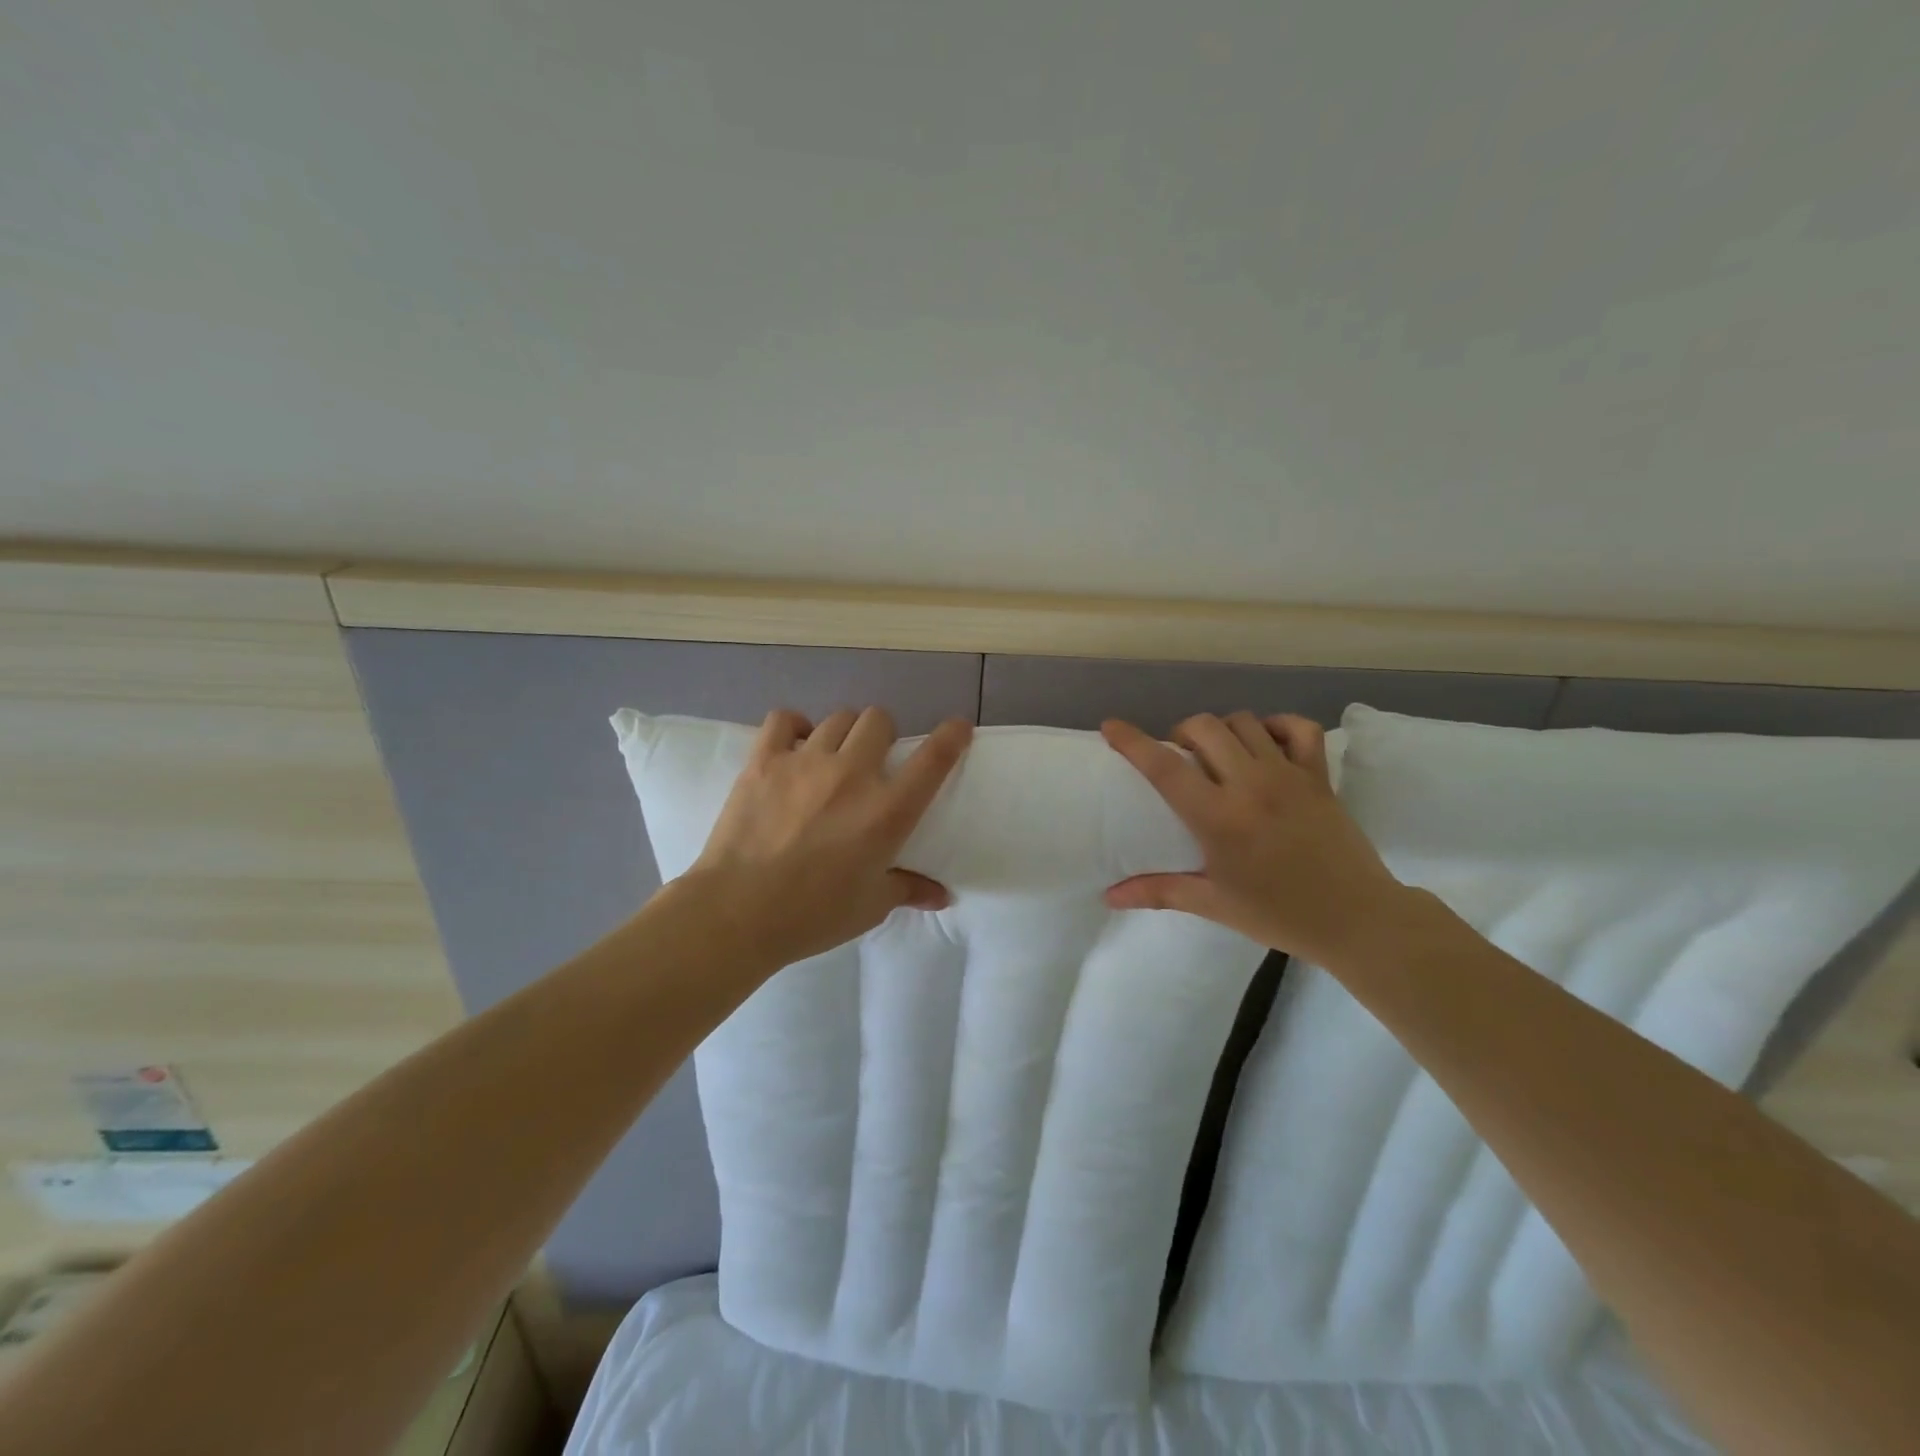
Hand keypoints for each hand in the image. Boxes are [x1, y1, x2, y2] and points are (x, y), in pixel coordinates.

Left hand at [687, 707, 972, 966]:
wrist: (737, 913)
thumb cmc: (813, 915)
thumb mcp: (870, 906)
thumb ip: (908, 889)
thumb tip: (942, 896)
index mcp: (887, 811)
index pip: (933, 759)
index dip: (951, 736)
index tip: (958, 727)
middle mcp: (852, 774)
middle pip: (879, 720)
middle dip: (883, 734)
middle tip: (873, 760)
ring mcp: (805, 762)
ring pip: (839, 717)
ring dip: (845, 732)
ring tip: (835, 754)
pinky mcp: (764, 761)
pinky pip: (783, 719)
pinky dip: (794, 726)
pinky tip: (794, 744)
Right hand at [1101, 712, 1407, 963]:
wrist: (1358, 920)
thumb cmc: (1279, 914)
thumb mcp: (1214, 904)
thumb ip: (1158, 892)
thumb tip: (1108, 897)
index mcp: (1219, 818)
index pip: (1165, 767)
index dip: (1133, 741)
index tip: (1111, 726)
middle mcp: (1251, 785)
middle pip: (1204, 728)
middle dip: (1180, 732)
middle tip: (1178, 756)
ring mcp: (1289, 775)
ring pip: (1245, 722)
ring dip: (1222, 728)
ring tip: (1217, 751)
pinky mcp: (1319, 776)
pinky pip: (1299, 728)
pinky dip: (1278, 725)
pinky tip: (1265, 742)